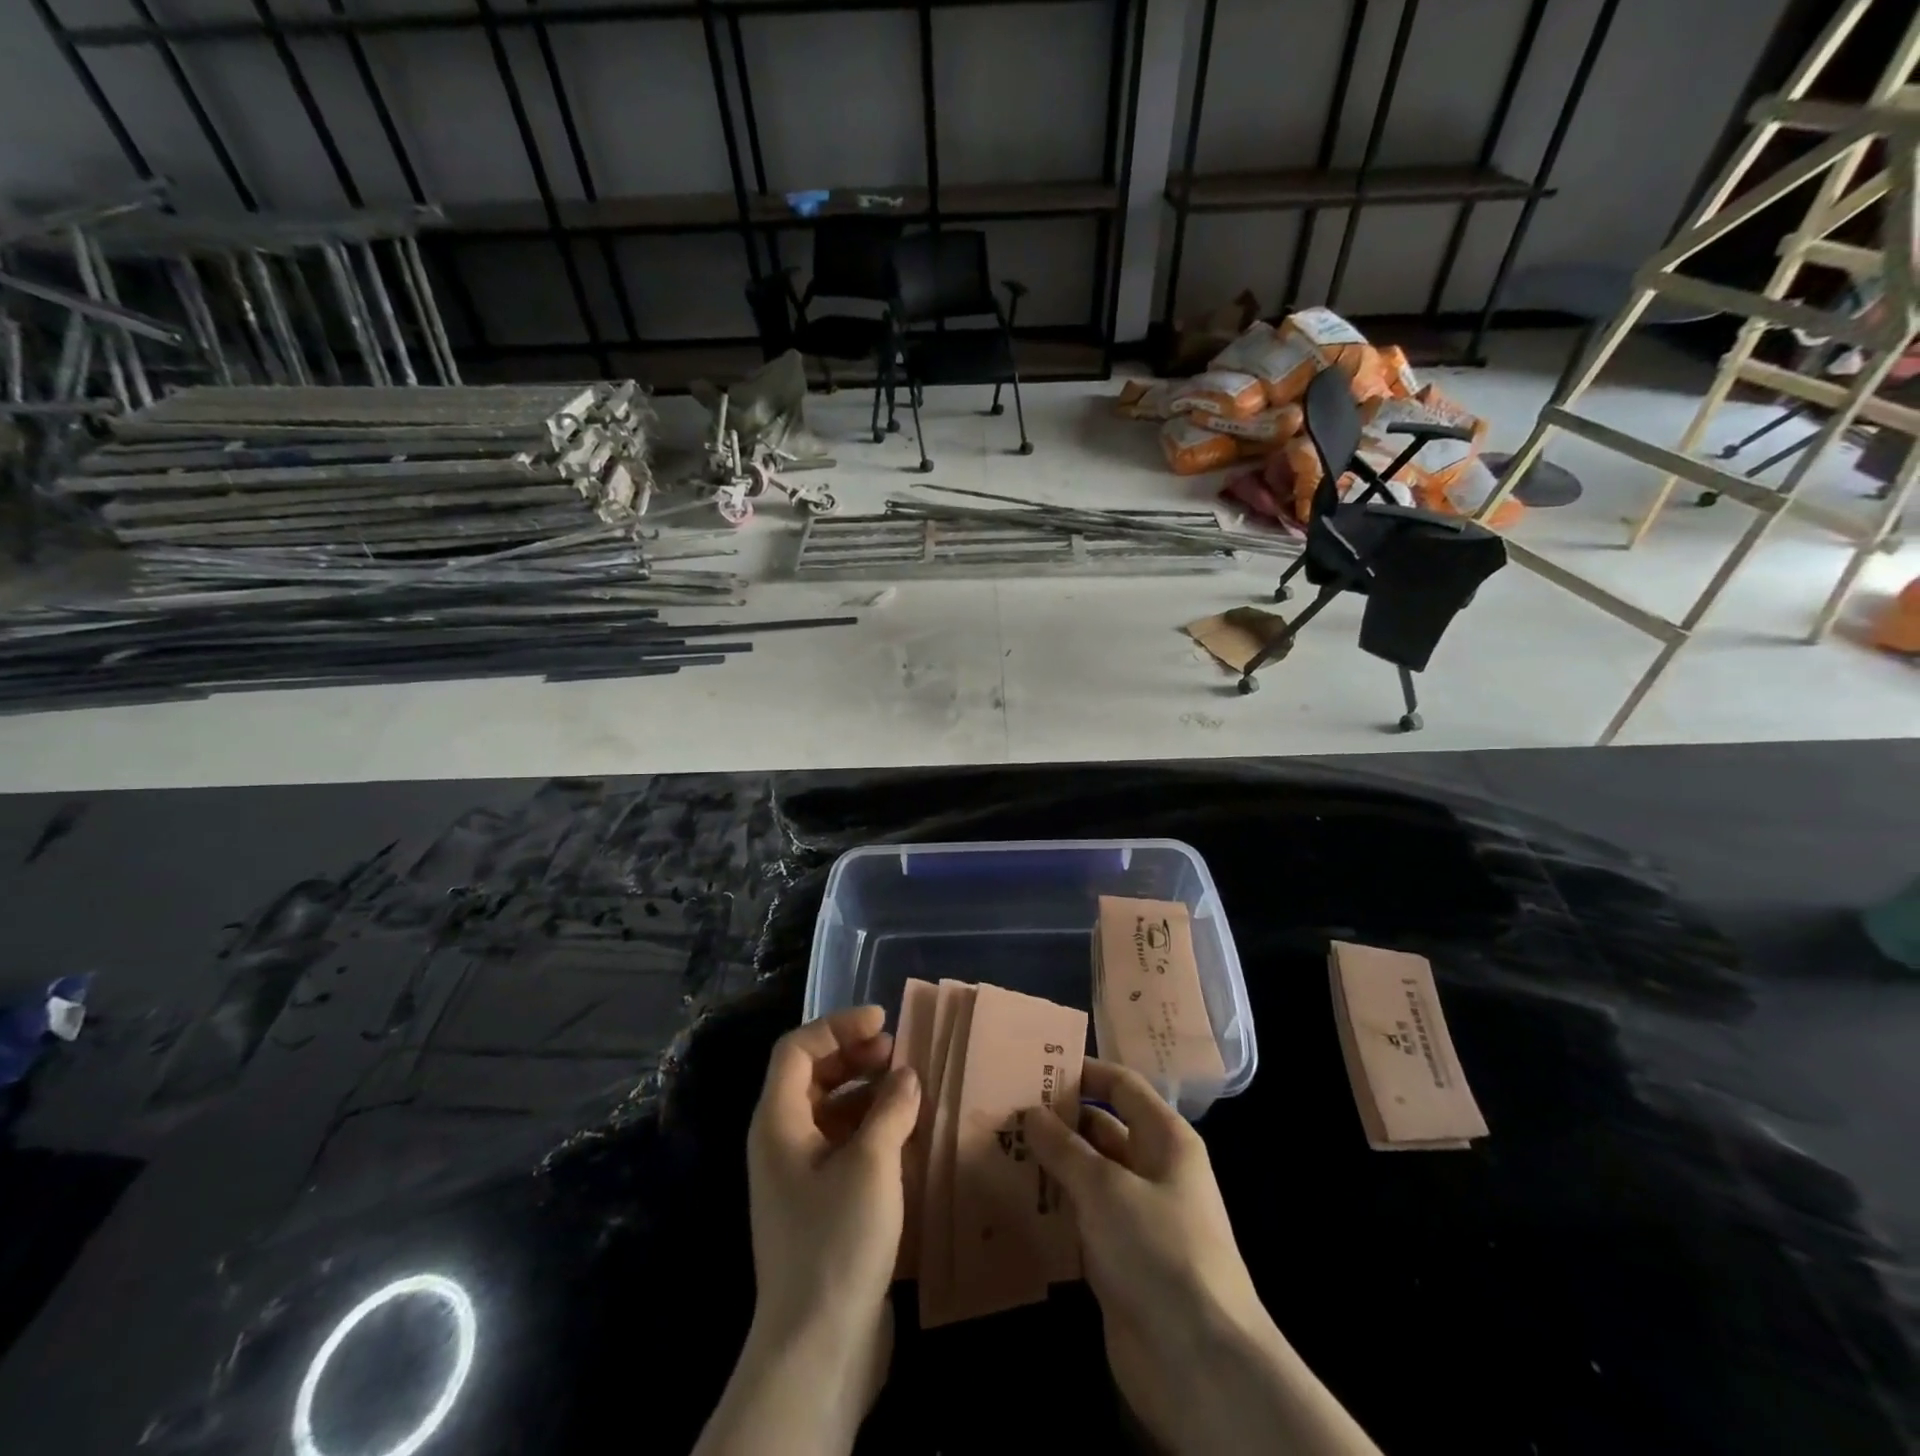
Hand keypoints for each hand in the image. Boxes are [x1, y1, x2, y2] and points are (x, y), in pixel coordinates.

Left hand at [695, 1007, 918, 1455]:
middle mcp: (782, 1142)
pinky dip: (873, 1129)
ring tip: (912, 1090)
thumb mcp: (871, 1163)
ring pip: (832, 1112)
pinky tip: (908, 1135)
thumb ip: (891, 1107)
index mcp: (777, 1122)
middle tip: (900, 1052)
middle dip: (855, 1056)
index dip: (837, 1026)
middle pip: (813, 1076)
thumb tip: (906, 1075)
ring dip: (869, 1093)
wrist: (818, 1348)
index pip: (798, 1049)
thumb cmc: (837, 1240)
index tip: (883, 1021)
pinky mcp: (821, 1205)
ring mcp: (800, 1176)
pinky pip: (844, 1146)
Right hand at [1026, 1060, 1268, 1437]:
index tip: (1035, 1066)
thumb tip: (1031, 1112)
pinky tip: (1011, 1202)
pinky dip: (1052, 1209)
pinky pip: (1081, 1219)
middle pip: (1101, 1129)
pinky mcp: (1119, 1258)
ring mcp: (1136, 1216)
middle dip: (1056, 1120)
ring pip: (1087, 1175)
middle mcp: (1153, 1170)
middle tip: (1003, 1110)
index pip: (1122, 1086)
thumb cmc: (1158, 1251)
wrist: (1199, 1363)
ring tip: (998, 1149)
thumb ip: (1064, 1147)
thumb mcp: (1105, 1187)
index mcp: (1165, 1139)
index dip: (1083, 1072)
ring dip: (1049, 1166)